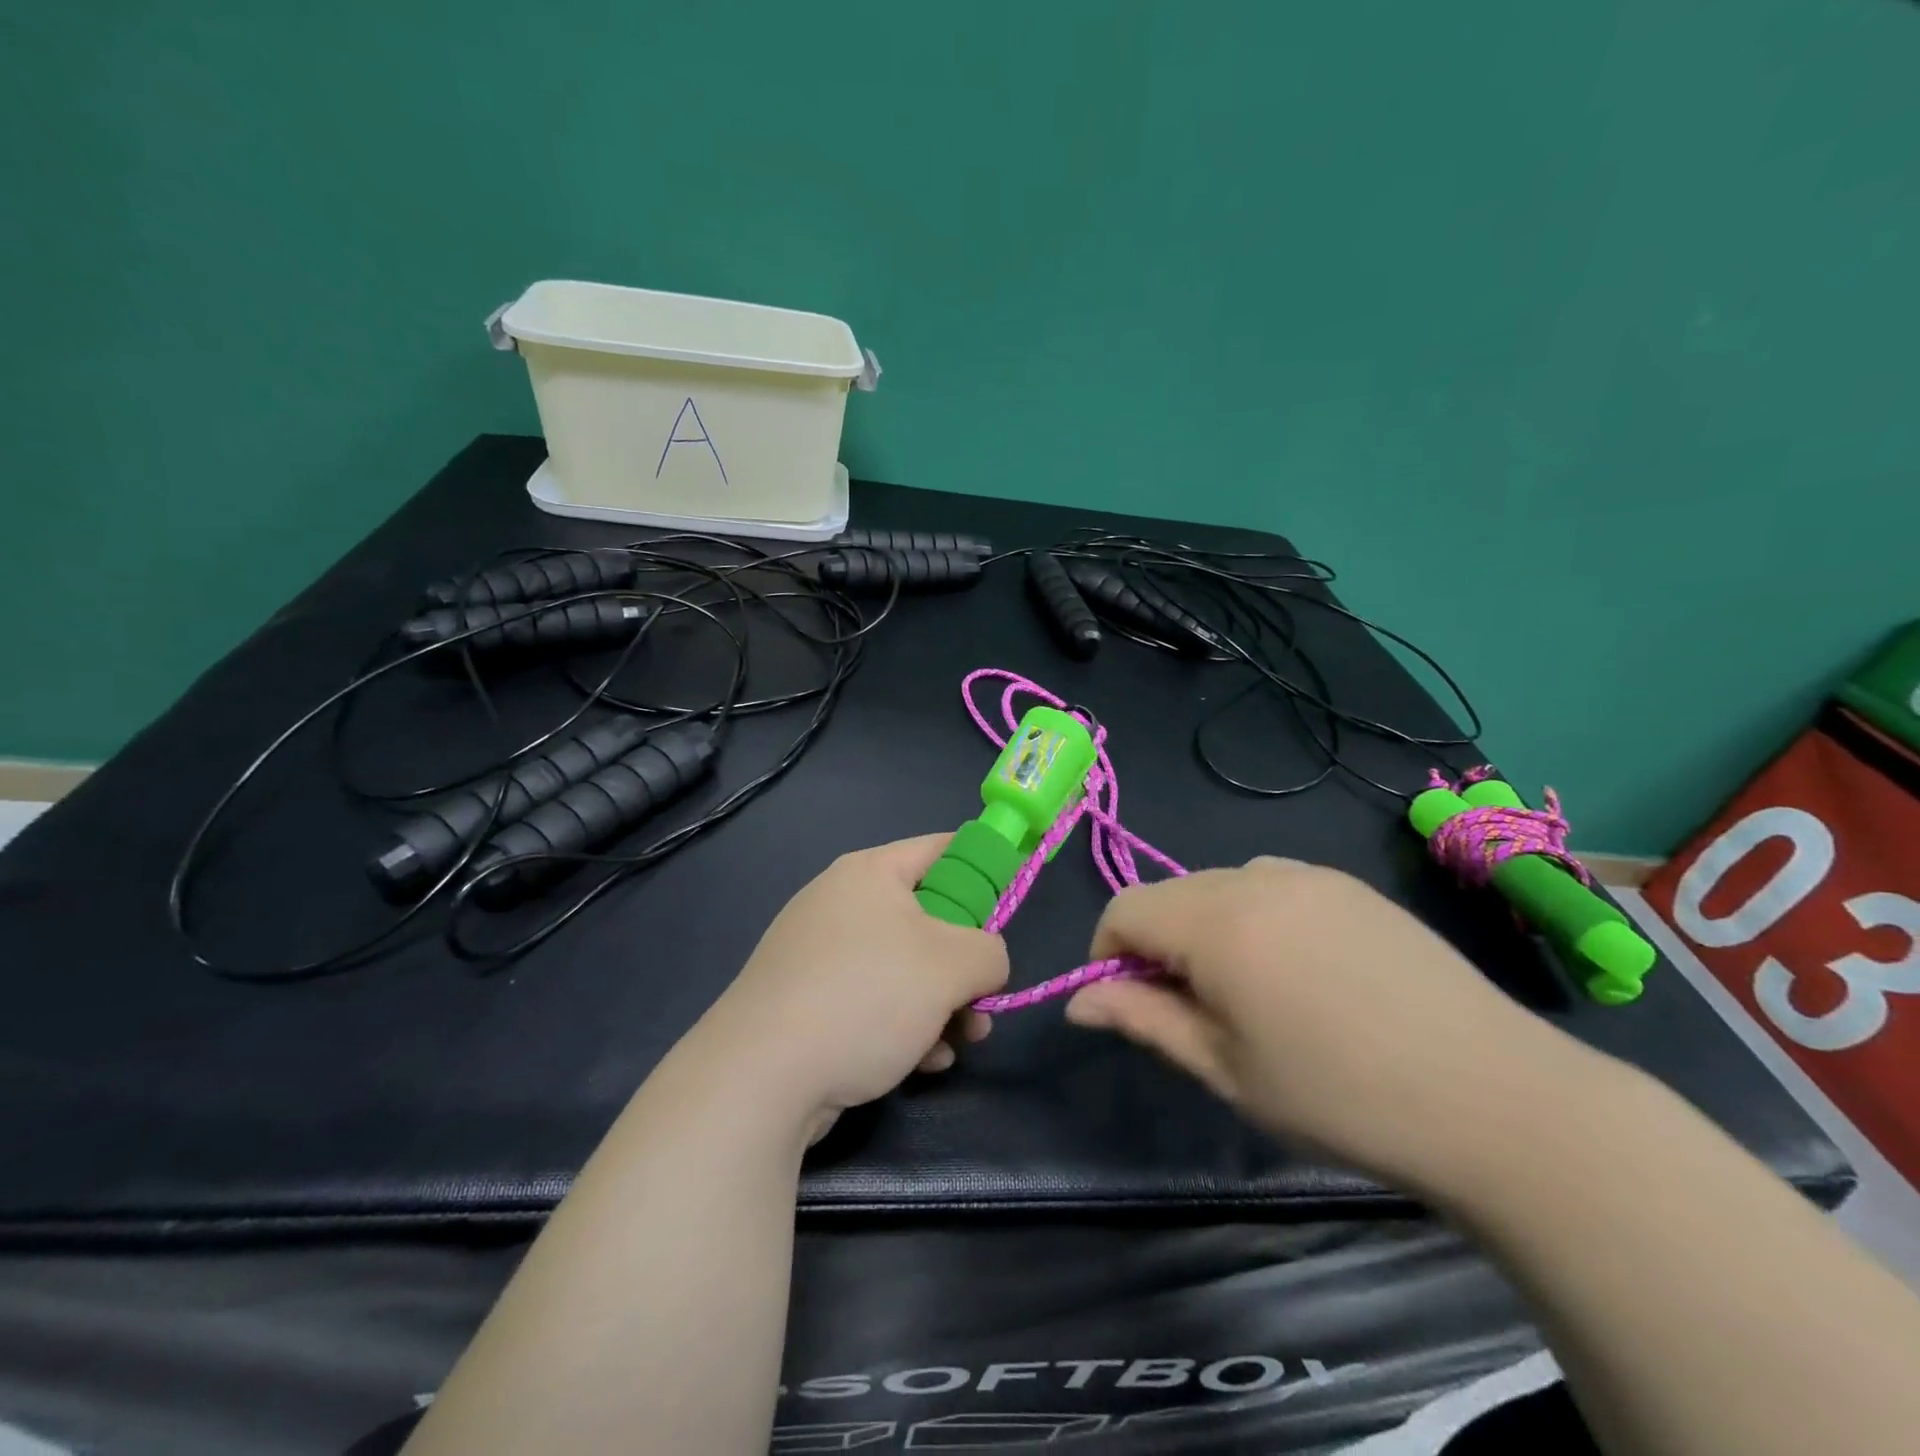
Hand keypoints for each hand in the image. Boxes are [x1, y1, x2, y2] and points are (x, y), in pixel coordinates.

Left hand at [698, 835, 1009, 1140]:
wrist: (760, 1077)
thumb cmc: (866, 997)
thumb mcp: (953, 966)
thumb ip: (990, 952)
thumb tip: (985, 964)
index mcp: (870, 872)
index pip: (942, 849)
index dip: (983, 871)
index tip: (1006, 911)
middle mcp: (840, 902)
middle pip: (926, 916)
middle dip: (963, 963)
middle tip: (985, 1001)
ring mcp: (817, 953)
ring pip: (902, 967)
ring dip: (940, 1004)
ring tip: (959, 1043)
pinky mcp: (804, 1000)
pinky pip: (870, 1000)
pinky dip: (903, 1026)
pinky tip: (920, 1063)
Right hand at [1064, 856, 1562, 1189]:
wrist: (1494, 1097)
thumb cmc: (1340, 1096)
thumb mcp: (1225, 1069)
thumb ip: (1143, 1020)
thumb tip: (1079, 1001)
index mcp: (1217, 922)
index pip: (1125, 909)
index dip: (1110, 954)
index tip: (1132, 1003)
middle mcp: (1255, 877)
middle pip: (1170, 894)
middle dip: (1159, 943)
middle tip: (1194, 1009)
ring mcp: (1308, 873)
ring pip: (1219, 886)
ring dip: (1205, 927)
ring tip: (1248, 990)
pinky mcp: (1349, 884)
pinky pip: (1271, 883)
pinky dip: (1254, 915)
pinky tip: (1300, 970)